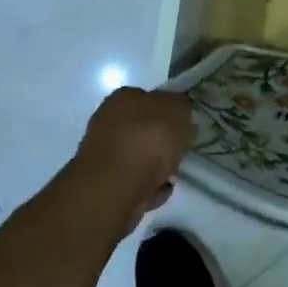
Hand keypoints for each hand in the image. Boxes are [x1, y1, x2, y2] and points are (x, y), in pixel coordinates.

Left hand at [69, 88, 193, 231]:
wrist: (117, 186)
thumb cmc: (149, 139)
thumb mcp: (178, 110)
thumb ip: (181, 107)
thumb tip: (178, 115)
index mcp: (123, 98)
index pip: (149, 98)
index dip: (168, 111)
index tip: (184, 126)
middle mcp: (107, 121)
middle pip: (142, 128)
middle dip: (161, 140)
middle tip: (181, 150)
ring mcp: (103, 154)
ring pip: (137, 155)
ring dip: (155, 164)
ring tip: (174, 174)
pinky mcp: (104, 183)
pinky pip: (134, 181)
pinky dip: (148, 185)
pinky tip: (162, 189)